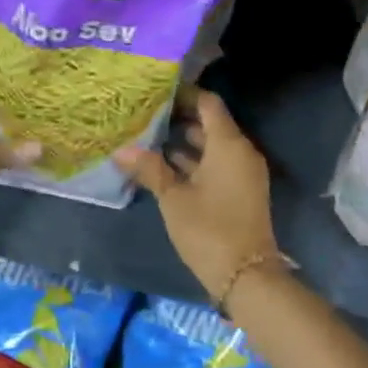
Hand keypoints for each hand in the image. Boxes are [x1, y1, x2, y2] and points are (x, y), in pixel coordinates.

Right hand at [116, 90, 278, 303]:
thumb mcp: (174, 198)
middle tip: (145, 113)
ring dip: (184, 141)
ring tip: (148, 136)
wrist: (246, 276)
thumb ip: (150, 169)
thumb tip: (121, 150)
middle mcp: (240, 152)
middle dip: (179, 118)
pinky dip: (194, 161)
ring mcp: (242, 173)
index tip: (157, 91)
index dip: (185, 94)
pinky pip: (216, 164)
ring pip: (212, 146)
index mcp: (228, 145)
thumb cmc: (209, 229)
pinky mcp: (239, 192)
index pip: (208, 104)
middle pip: (210, 123)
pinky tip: (163, 165)